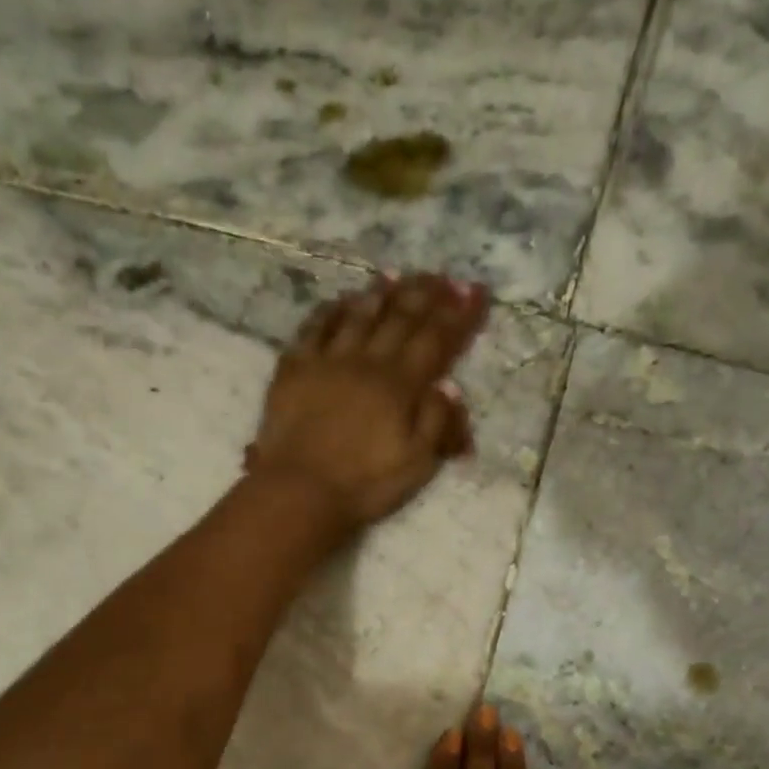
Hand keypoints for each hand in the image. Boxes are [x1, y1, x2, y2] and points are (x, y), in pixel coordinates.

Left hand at [248, 272, 488, 532]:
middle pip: (399, 317)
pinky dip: (330, 310)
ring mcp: (326, 361)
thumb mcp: (416, 465)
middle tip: (441, 276)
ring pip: (358, 315)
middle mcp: (366, 362)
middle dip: (425, 293)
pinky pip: (313, 327)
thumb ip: (437, 422)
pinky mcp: (293, 369)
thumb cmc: (363, 485)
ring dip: (379, 293)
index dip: (458, 314)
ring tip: (395, 276)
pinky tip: (339, 301)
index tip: (475, 290)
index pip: (436, 339)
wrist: (299, 492)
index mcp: (399, 385)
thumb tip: (449, 384)